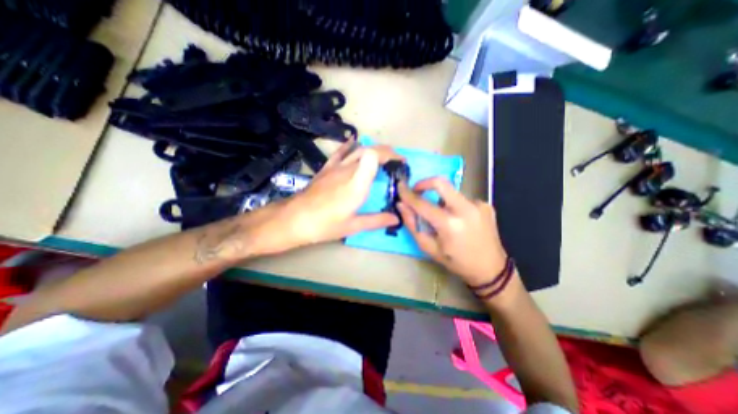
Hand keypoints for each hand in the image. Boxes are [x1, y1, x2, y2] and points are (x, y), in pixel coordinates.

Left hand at [270, 141, 400, 251]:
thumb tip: (396, 218)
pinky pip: (340, 152)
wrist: (294, 219)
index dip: (390, 155)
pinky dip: (350, 146)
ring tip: (382, 156)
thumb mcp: (353, 226)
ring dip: (373, 149)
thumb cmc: (325, 224)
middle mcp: (347, 170)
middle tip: (397, 162)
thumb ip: (377, 220)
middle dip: (387, 152)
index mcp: (357, 184)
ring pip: (357, 149)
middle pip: (369, 150)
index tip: (400, 163)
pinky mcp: (326, 168)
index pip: (374, 156)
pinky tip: (354, 142)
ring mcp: (335, 167)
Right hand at [398, 179, 514, 286]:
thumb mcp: (429, 248)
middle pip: (441, 182)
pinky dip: (454, 206)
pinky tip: (459, 221)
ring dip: (441, 200)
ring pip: (451, 192)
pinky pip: (462, 199)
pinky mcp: (485, 204)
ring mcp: (478, 204)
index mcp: (449, 225)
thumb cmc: (456, 262)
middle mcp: (466, 209)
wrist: (491, 269)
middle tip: (417, 192)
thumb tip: (402, 205)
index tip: (400, 186)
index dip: (408, 194)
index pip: (422, 203)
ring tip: (443, 217)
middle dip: (424, 183)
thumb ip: (413, 225)